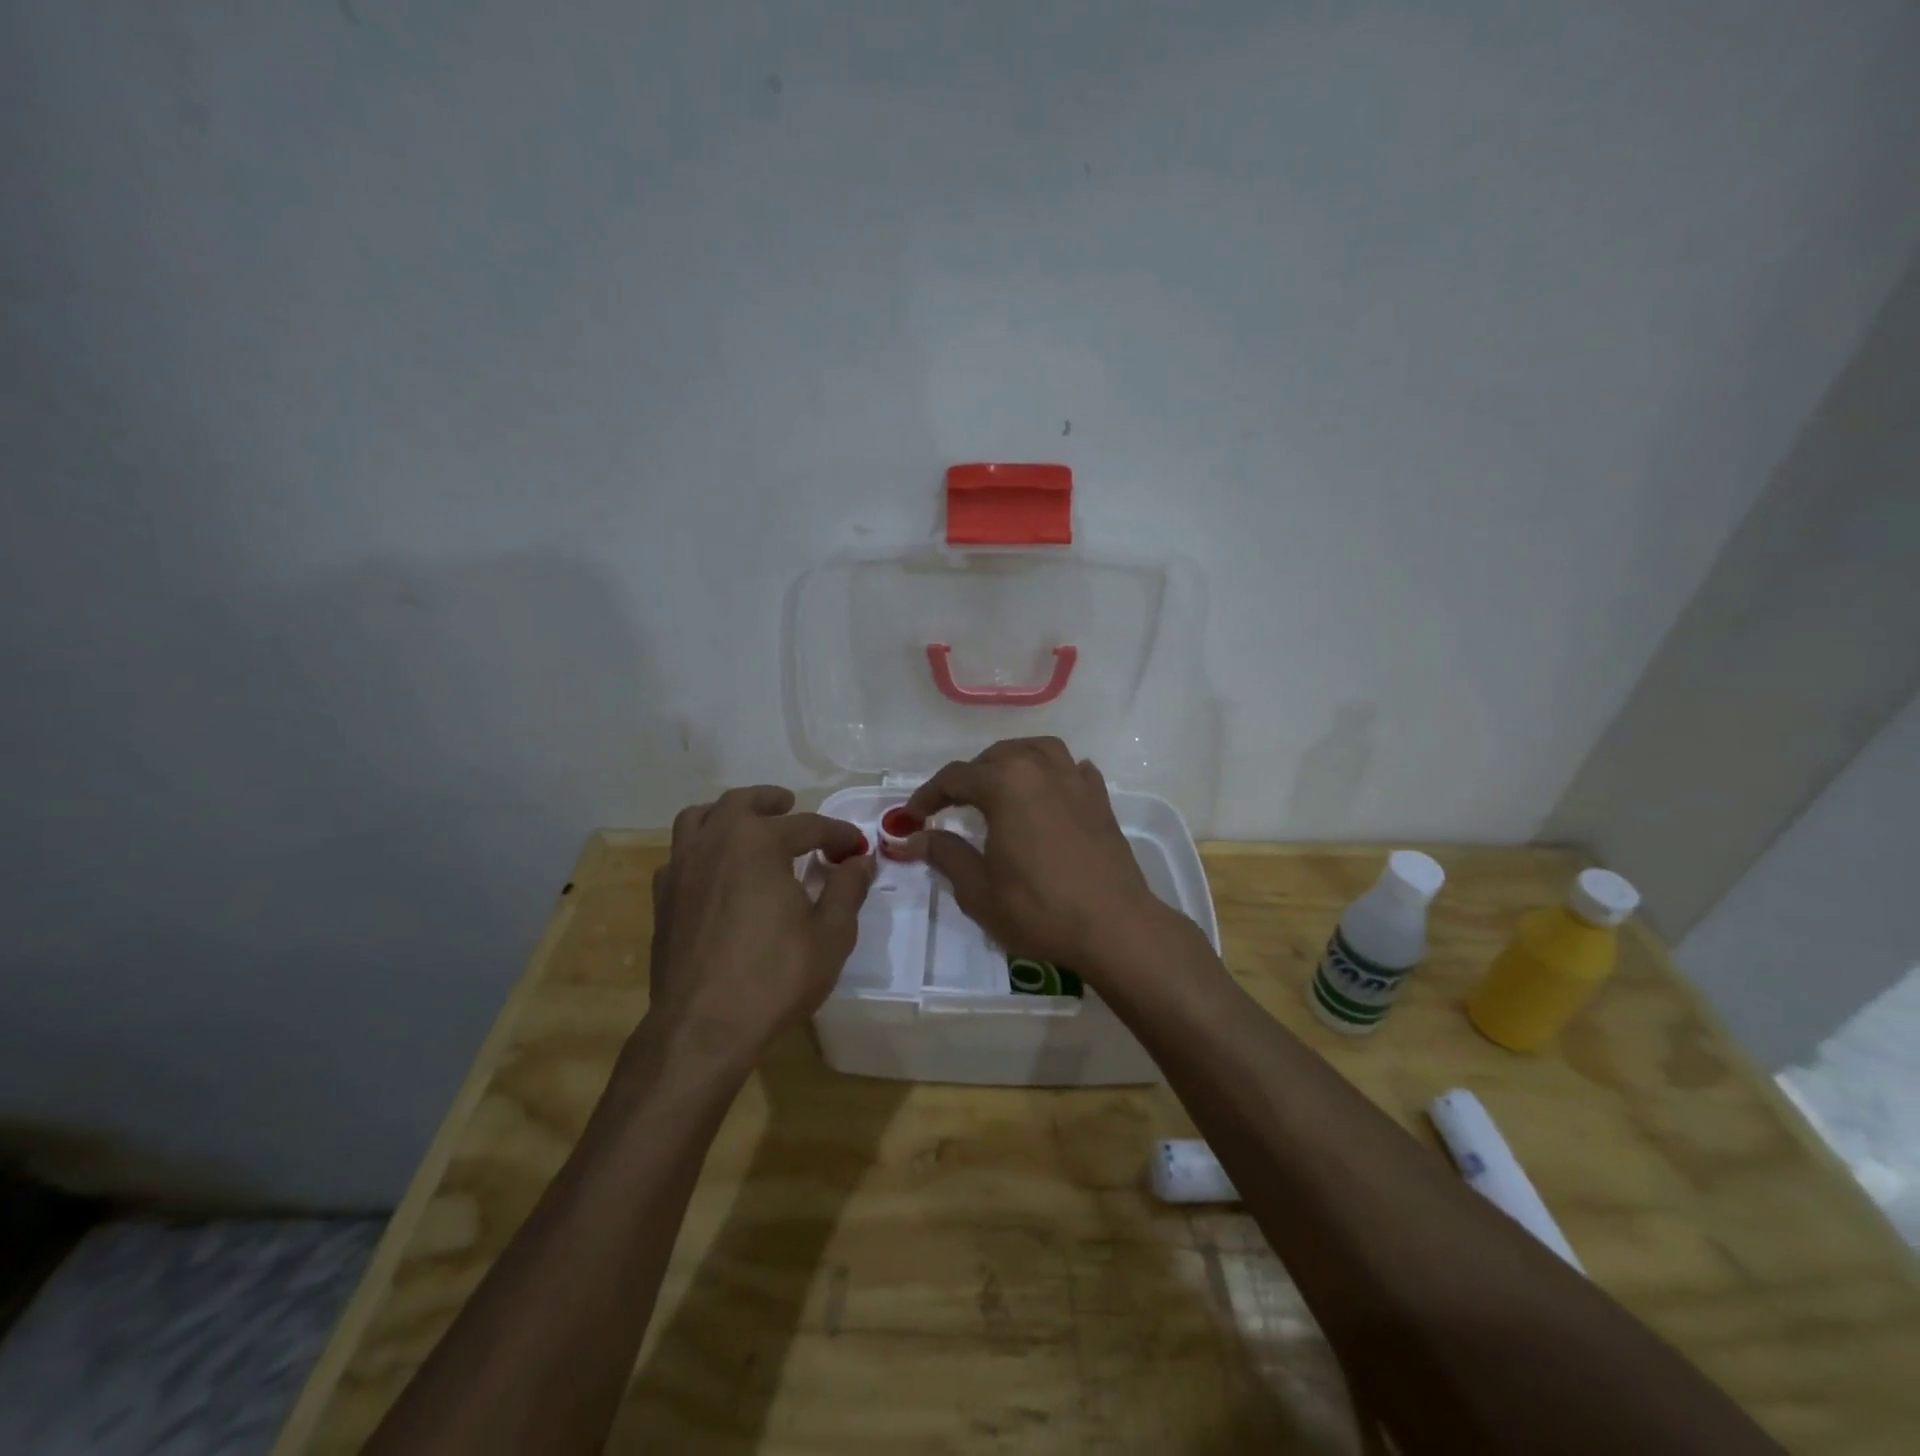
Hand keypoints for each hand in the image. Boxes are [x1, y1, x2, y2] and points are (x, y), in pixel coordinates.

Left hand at [645, 786, 873, 1065]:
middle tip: (791, 806)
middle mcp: (715, 842)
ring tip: (746, 825)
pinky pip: (680, 854)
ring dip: (727, 814)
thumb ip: (847, 888)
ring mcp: (682, 868)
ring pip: (699, 818)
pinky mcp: (662, 898)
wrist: (703, 1028)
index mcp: (759, 843)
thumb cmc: (775, 977)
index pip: (808, 826)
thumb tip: (860, 861)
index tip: (857, 848)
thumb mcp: (831, 934)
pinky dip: (701, 848)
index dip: (838, 835)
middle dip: (772, 801)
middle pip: (743, 802)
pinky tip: (716, 872)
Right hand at [901, 737, 1176, 976]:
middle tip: (950, 806)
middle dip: (968, 777)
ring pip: (1036, 750)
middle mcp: (1040, 768)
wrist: (1114, 926)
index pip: (955, 777)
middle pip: (995, 757)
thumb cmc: (1039, 909)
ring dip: (1011, 762)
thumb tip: (913, 838)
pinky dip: (1053, 773)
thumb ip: (945, 854)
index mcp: (1005, 783)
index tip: (912, 817)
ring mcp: (1075, 780)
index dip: (928, 796)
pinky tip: (1049, 791)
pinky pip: (1072, 769)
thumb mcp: (978, 889)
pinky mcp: (1100, 799)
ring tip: (999, 786)